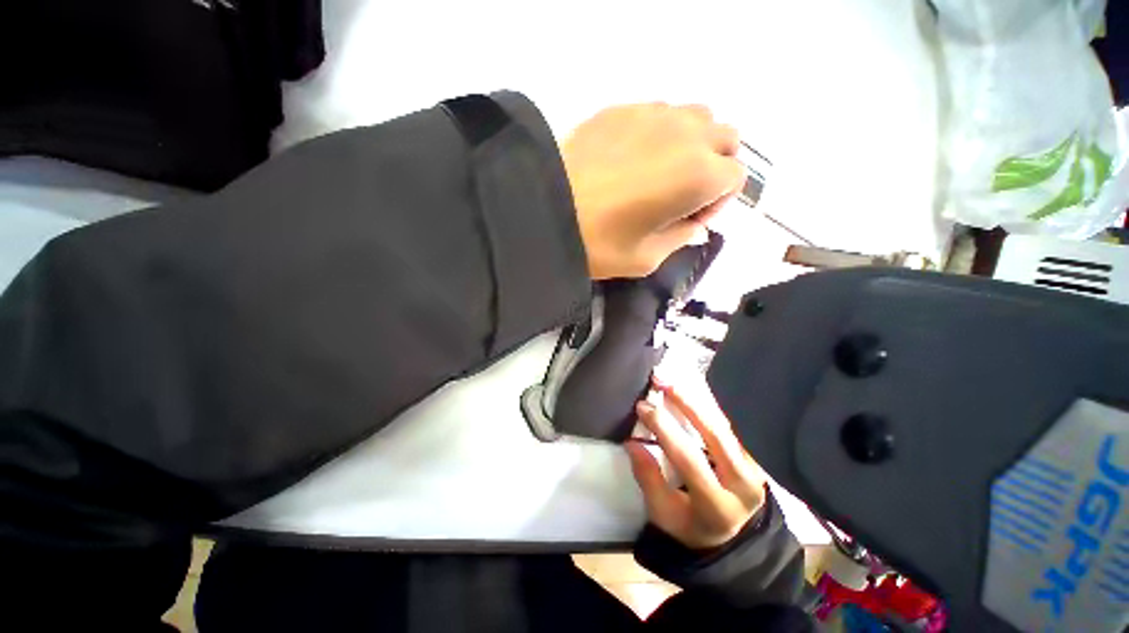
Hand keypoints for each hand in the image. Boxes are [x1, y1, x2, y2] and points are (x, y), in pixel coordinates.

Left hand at [560, 103, 744, 279]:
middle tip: (680, 194)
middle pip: (725, 139)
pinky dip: (659, 133)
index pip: (735, 178)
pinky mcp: (621, 108)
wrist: (542, 211)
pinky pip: (658, 112)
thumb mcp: (647, 259)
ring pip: (695, 118)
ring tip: (658, 173)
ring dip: (691, 144)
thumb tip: (695, 225)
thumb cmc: (598, 243)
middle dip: (713, 167)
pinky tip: (630, 158)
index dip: (716, 203)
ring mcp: (652, 113)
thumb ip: (681, 238)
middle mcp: (685, 134)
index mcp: (699, 175)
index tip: (688, 219)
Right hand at [626, 377, 767, 549]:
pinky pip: (727, 426)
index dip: (663, 430)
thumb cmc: (688, 524)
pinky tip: (687, 392)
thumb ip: (648, 478)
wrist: (726, 533)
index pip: (689, 460)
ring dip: (695, 400)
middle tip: (660, 382)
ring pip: (724, 425)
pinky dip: (705, 407)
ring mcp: (755, 469)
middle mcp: (744, 486)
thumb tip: (632, 442)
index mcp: (718, 506)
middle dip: (685, 403)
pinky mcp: (754, 457)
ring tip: (671, 382)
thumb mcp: (662, 513)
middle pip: (715, 435)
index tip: (642, 407)